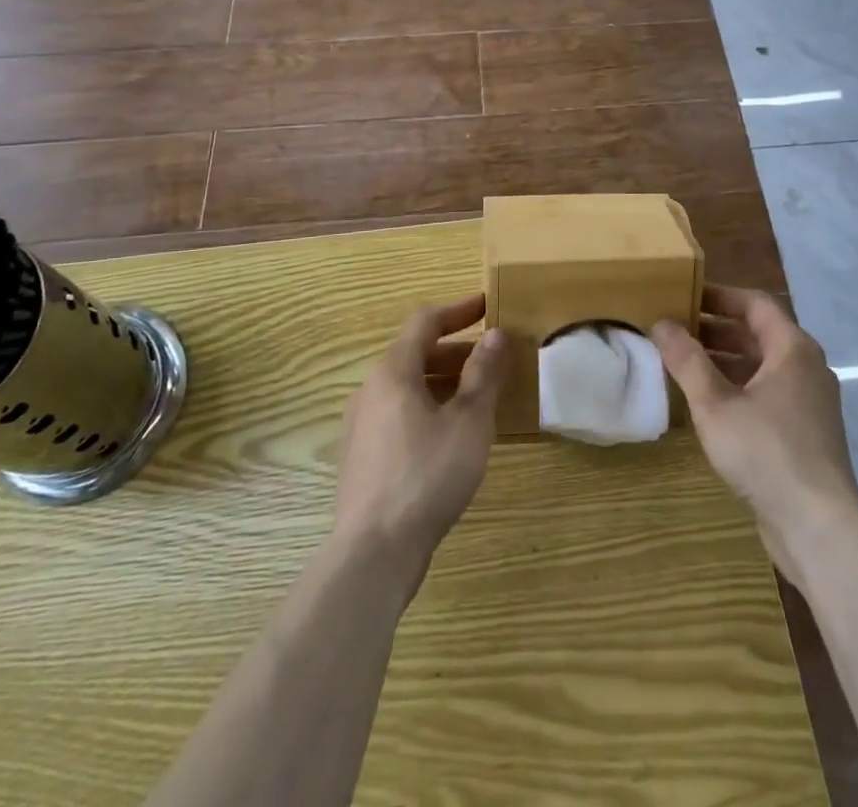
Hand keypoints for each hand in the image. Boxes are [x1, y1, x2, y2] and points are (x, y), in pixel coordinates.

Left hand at [333, 294, 506, 577]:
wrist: (373, 552)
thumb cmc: (427, 475)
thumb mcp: (469, 421)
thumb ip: (483, 374)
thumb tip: (496, 334)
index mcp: (393, 372)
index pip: (425, 322)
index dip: (458, 310)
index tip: (487, 305)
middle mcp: (370, 389)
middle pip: (415, 354)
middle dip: (456, 351)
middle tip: (493, 359)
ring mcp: (361, 425)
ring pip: (407, 387)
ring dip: (444, 382)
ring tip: (479, 397)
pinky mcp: (362, 456)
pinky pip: (399, 414)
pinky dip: (428, 408)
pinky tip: (452, 435)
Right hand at [654, 286, 857, 576]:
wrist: (819, 527)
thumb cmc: (767, 452)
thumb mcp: (716, 404)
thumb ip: (687, 361)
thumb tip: (662, 323)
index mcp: (792, 349)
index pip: (754, 303)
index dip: (719, 296)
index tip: (683, 295)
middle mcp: (806, 367)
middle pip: (758, 333)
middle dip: (716, 329)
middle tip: (675, 329)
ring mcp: (809, 402)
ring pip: (761, 366)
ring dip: (724, 360)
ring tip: (682, 363)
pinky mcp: (805, 432)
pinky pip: (767, 393)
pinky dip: (738, 387)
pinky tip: (708, 404)